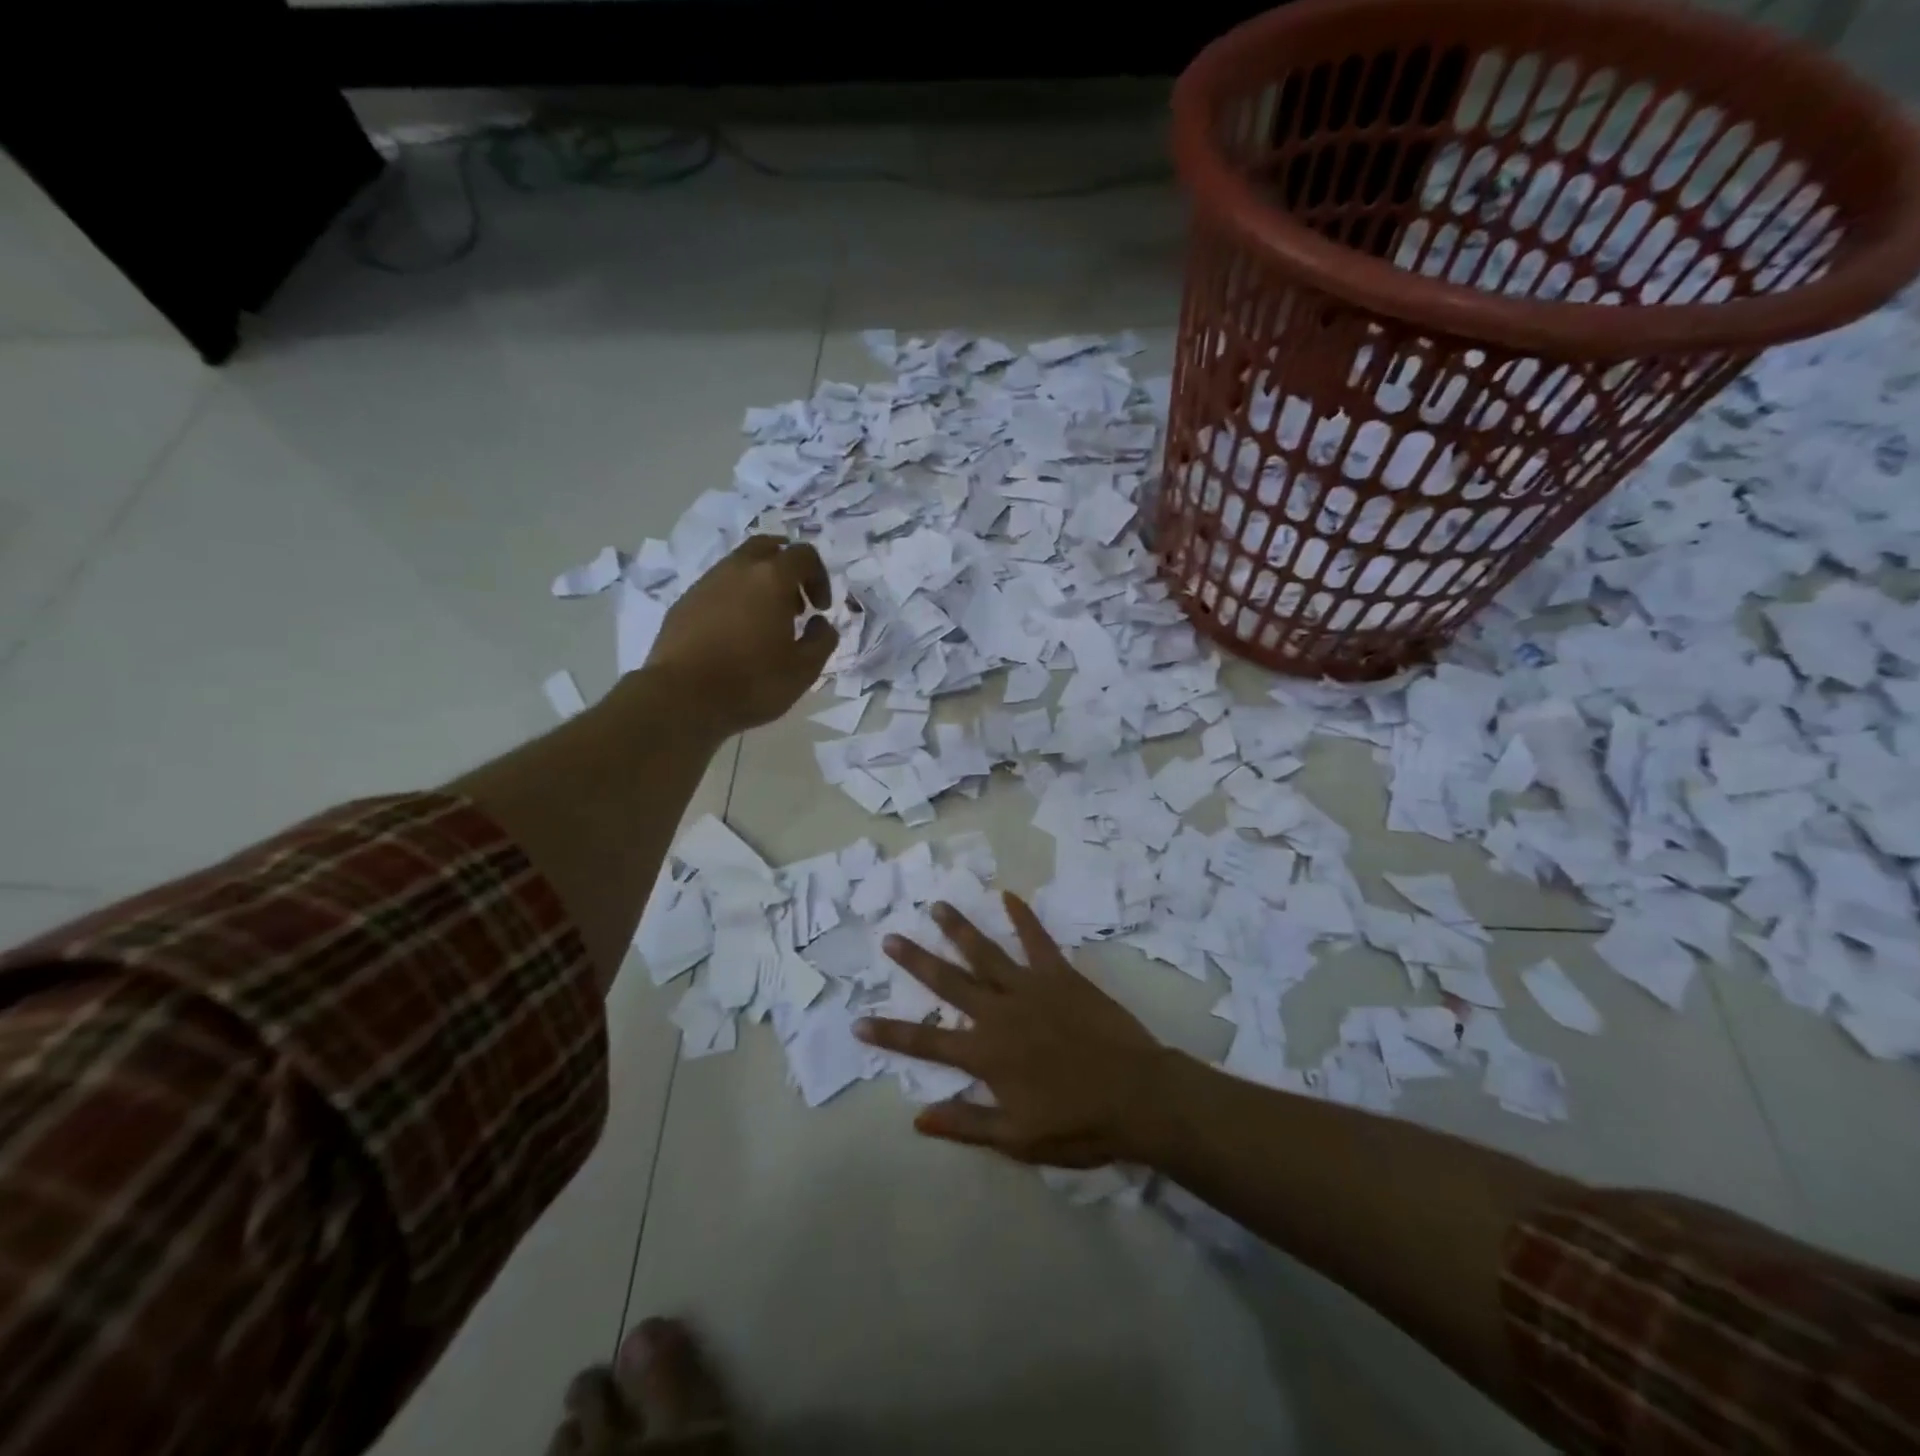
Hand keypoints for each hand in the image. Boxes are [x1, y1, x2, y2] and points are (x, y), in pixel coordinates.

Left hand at [646, 536, 836, 736]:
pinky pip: (717, 587)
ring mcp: (706, 583)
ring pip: (739, 566)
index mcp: (771, 578)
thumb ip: (822, 640)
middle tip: (795, 604)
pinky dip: (734, 599)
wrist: (682, 698)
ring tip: (765, 623)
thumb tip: (821, 623)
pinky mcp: (684, 602)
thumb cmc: (752, 683)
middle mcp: (737, 569)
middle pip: (767, 546)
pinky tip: (735, 634)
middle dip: (787, 568)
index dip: (820, 578)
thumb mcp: (804, 670)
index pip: (804, 555)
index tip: (820, 609)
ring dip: (759, 584)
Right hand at [856, 893, 1166, 1167]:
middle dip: (916, 961)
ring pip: (985, 953)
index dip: (890, 1034)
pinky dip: (1023, 917)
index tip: (858, 1022)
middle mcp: (999, 1013)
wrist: (1138, 1095)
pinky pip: (1038, 940)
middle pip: (948, 983)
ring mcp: (1030, 988)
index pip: (926, 1043)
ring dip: (959, 929)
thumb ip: (966, 1124)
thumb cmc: (1078, 1123)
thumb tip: (917, 1118)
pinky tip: (1009, 895)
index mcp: (985, 1054)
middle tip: (890, 938)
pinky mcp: (1060, 975)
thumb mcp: (1017, 1139)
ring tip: (937, 905)